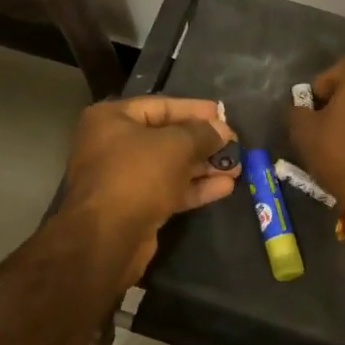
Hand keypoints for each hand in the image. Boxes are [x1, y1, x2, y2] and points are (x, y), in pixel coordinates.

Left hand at [62, 96, 238, 287]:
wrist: (107, 238)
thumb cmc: (137, 175)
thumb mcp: (176, 145)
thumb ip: (202, 133)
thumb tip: (223, 130)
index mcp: (111, 119)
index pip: (161, 106)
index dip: (195, 110)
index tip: (223, 114)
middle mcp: (113, 145)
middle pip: (166, 137)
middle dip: (203, 142)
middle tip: (235, 144)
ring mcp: (123, 178)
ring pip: (170, 166)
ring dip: (204, 166)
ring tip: (237, 167)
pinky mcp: (135, 207)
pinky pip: (169, 190)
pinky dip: (194, 188)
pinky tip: (225, 187)